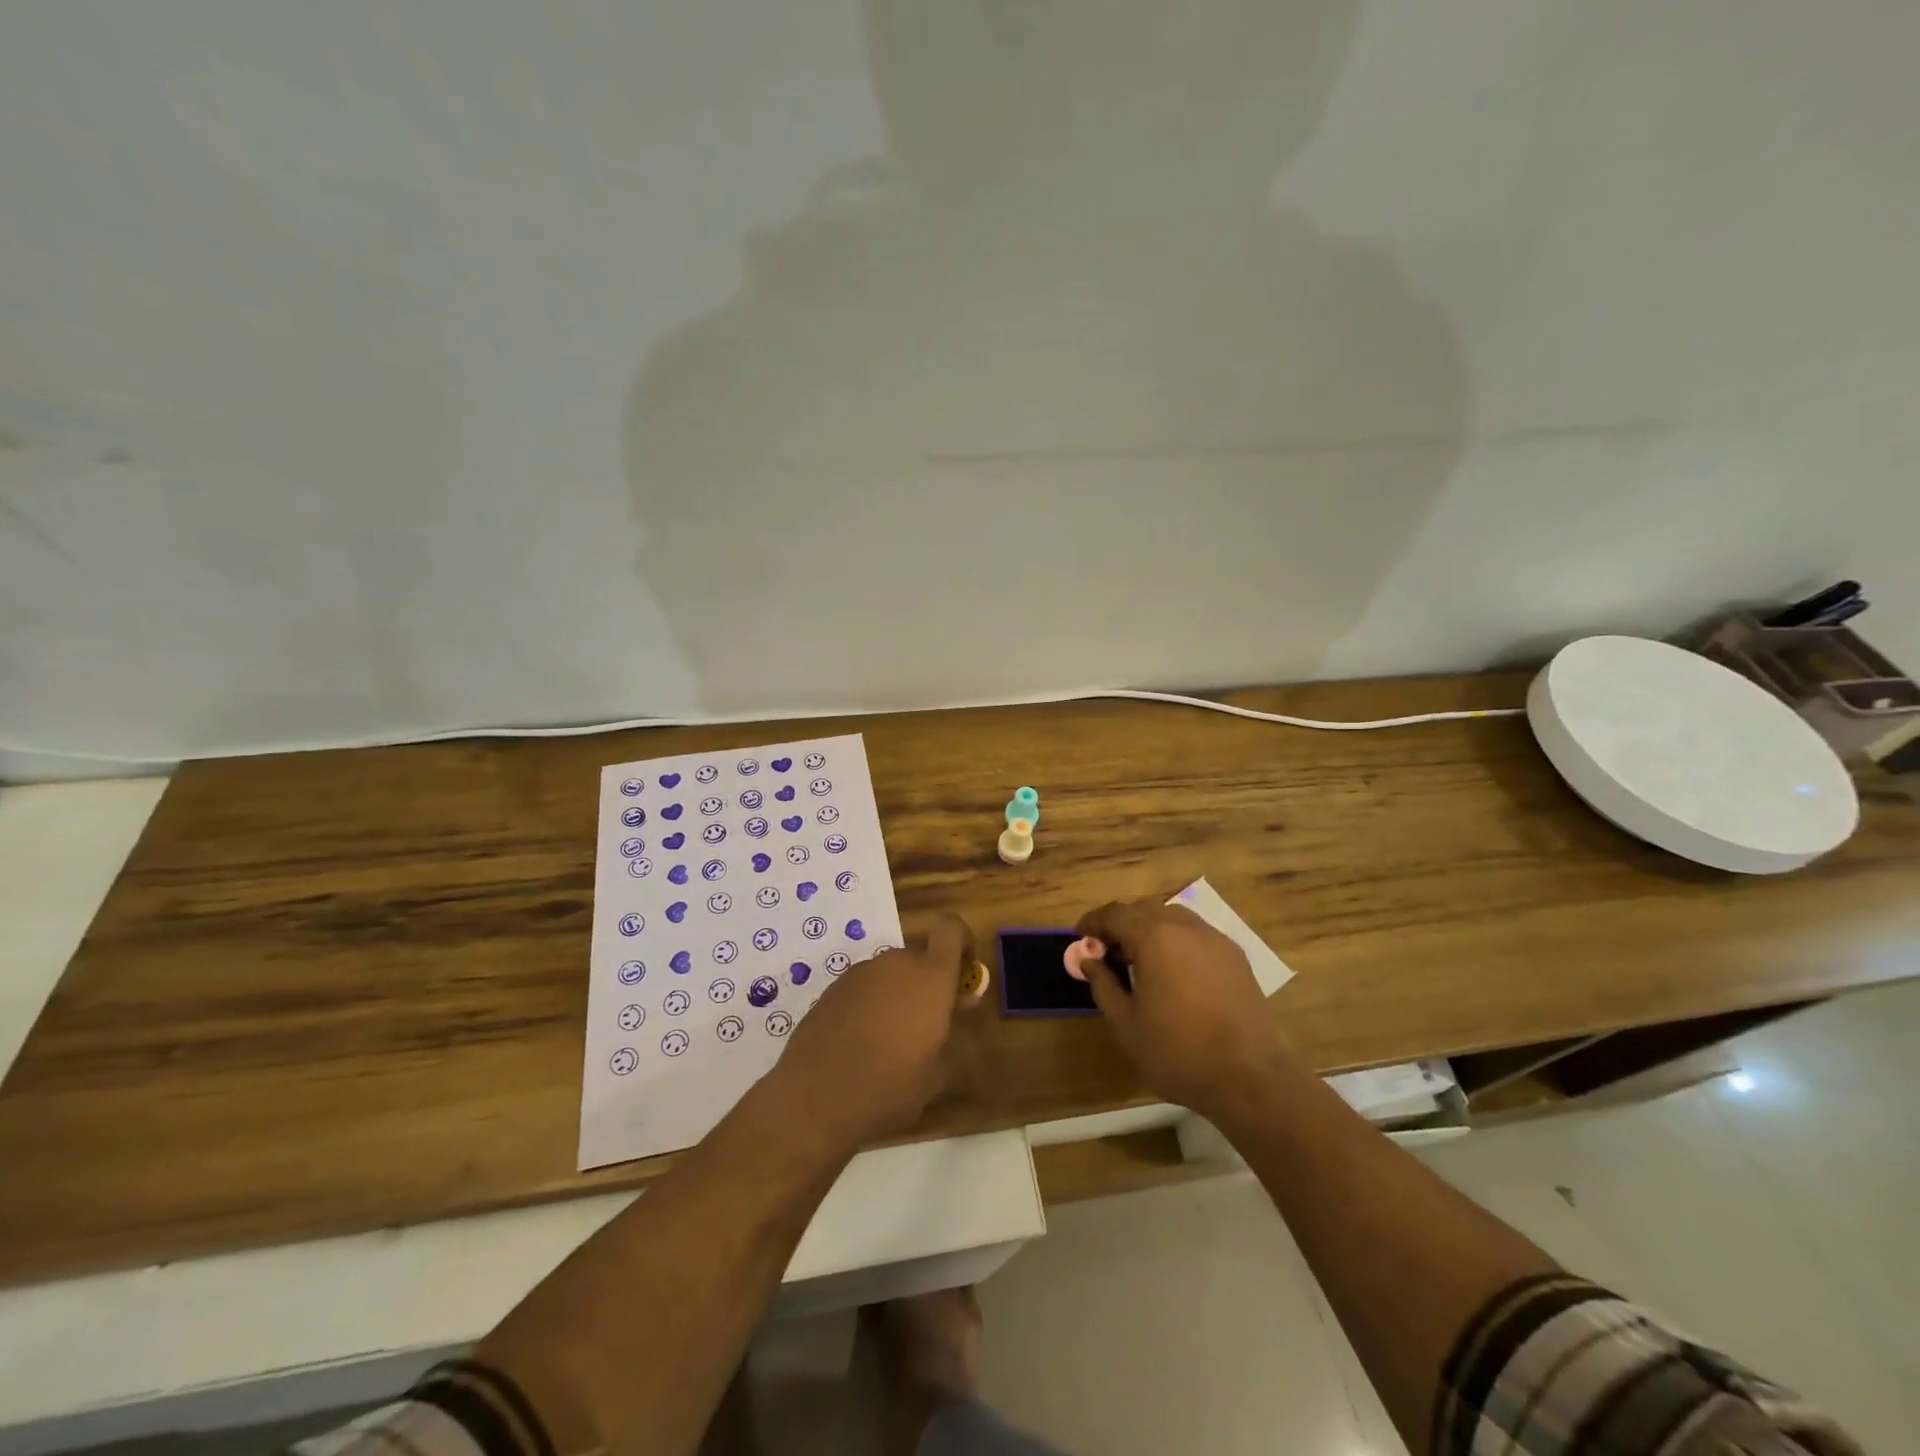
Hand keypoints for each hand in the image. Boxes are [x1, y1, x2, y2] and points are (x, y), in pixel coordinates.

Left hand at [774, 914, 973, 1149]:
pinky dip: (869, 1005)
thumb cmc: (890, 1087)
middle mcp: (896, 964)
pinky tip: (860, 1044)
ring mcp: (860, 973)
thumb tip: (948, 1015)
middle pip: (919, 958)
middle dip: (928, 982)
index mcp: (930, 977)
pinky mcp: (832, 989)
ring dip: (897, 995)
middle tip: (928, 1022)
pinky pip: (864, 988)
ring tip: (891, 1040)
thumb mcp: (935, 1073)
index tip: (965, 970)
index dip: (962, 941)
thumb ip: (947, 1033)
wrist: (815, 1098)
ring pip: (890, 974)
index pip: (950, 929)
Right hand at [1074, 898, 1287, 1117]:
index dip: (1093, 923)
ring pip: (1173, 918)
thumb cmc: (1178, 1052)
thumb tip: (1089, 959)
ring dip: (1150, 930)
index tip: (1079, 938)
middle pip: (1144, 910)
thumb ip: (1103, 985)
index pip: (1115, 914)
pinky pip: (1196, 935)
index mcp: (1154, 938)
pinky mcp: (1235, 957)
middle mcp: (1185, 927)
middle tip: (1106, 952)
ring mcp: (1215, 940)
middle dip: (1121, 925)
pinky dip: (1176, 941)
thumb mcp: (1126, 1024)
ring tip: (1139, 961)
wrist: (1251, 1078)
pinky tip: (1173, 972)